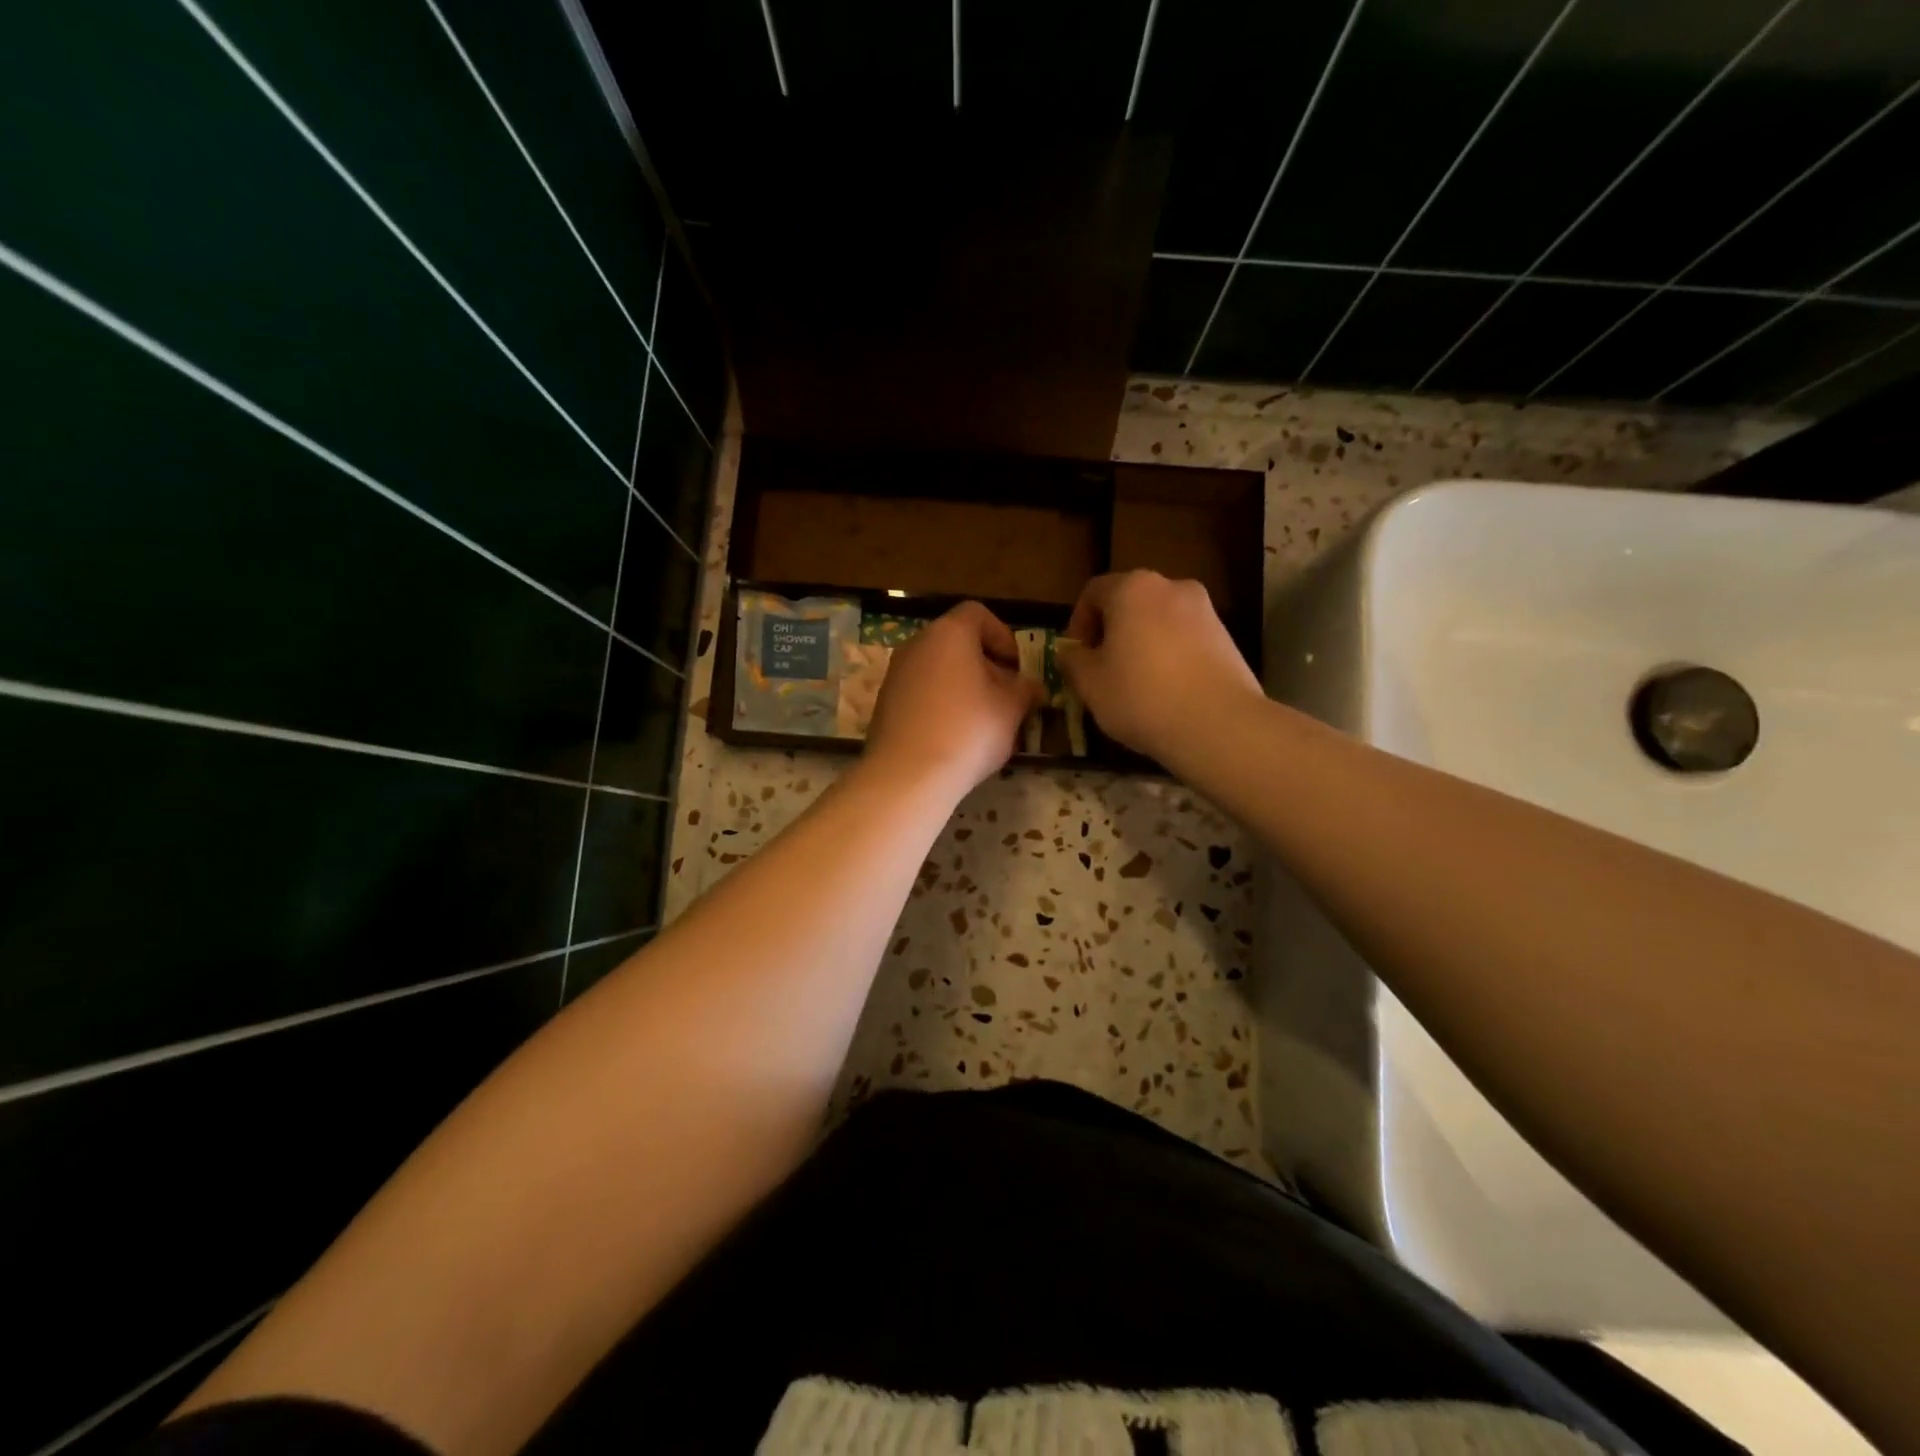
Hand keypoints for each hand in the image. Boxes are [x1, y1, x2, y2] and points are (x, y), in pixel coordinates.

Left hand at [863, 602, 1041, 798]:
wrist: (908, 774)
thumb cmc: (969, 730)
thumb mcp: (1011, 709)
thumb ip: (1025, 690)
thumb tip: (1031, 687)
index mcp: (949, 633)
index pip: (978, 614)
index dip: (1003, 637)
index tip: (1015, 669)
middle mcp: (917, 644)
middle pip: (957, 643)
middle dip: (985, 666)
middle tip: (1005, 699)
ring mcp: (895, 674)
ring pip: (938, 670)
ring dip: (963, 688)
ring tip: (982, 723)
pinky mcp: (884, 704)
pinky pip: (921, 694)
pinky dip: (940, 706)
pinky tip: (954, 738)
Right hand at [1058, 571, 1262, 762]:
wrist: (1219, 724)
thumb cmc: (1141, 696)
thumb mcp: (1090, 684)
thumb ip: (1073, 661)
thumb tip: (1071, 653)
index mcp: (1132, 589)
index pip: (1093, 592)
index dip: (1078, 622)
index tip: (1076, 656)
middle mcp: (1171, 587)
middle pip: (1130, 603)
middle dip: (1112, 632)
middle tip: (1102, 669)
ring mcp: (1205, 610)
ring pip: (1159, 621)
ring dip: (1142, 643)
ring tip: (1136, 684)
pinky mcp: (1227, 637)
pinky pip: (1185, 639)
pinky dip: (1170, 656)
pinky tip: (1167, 691)